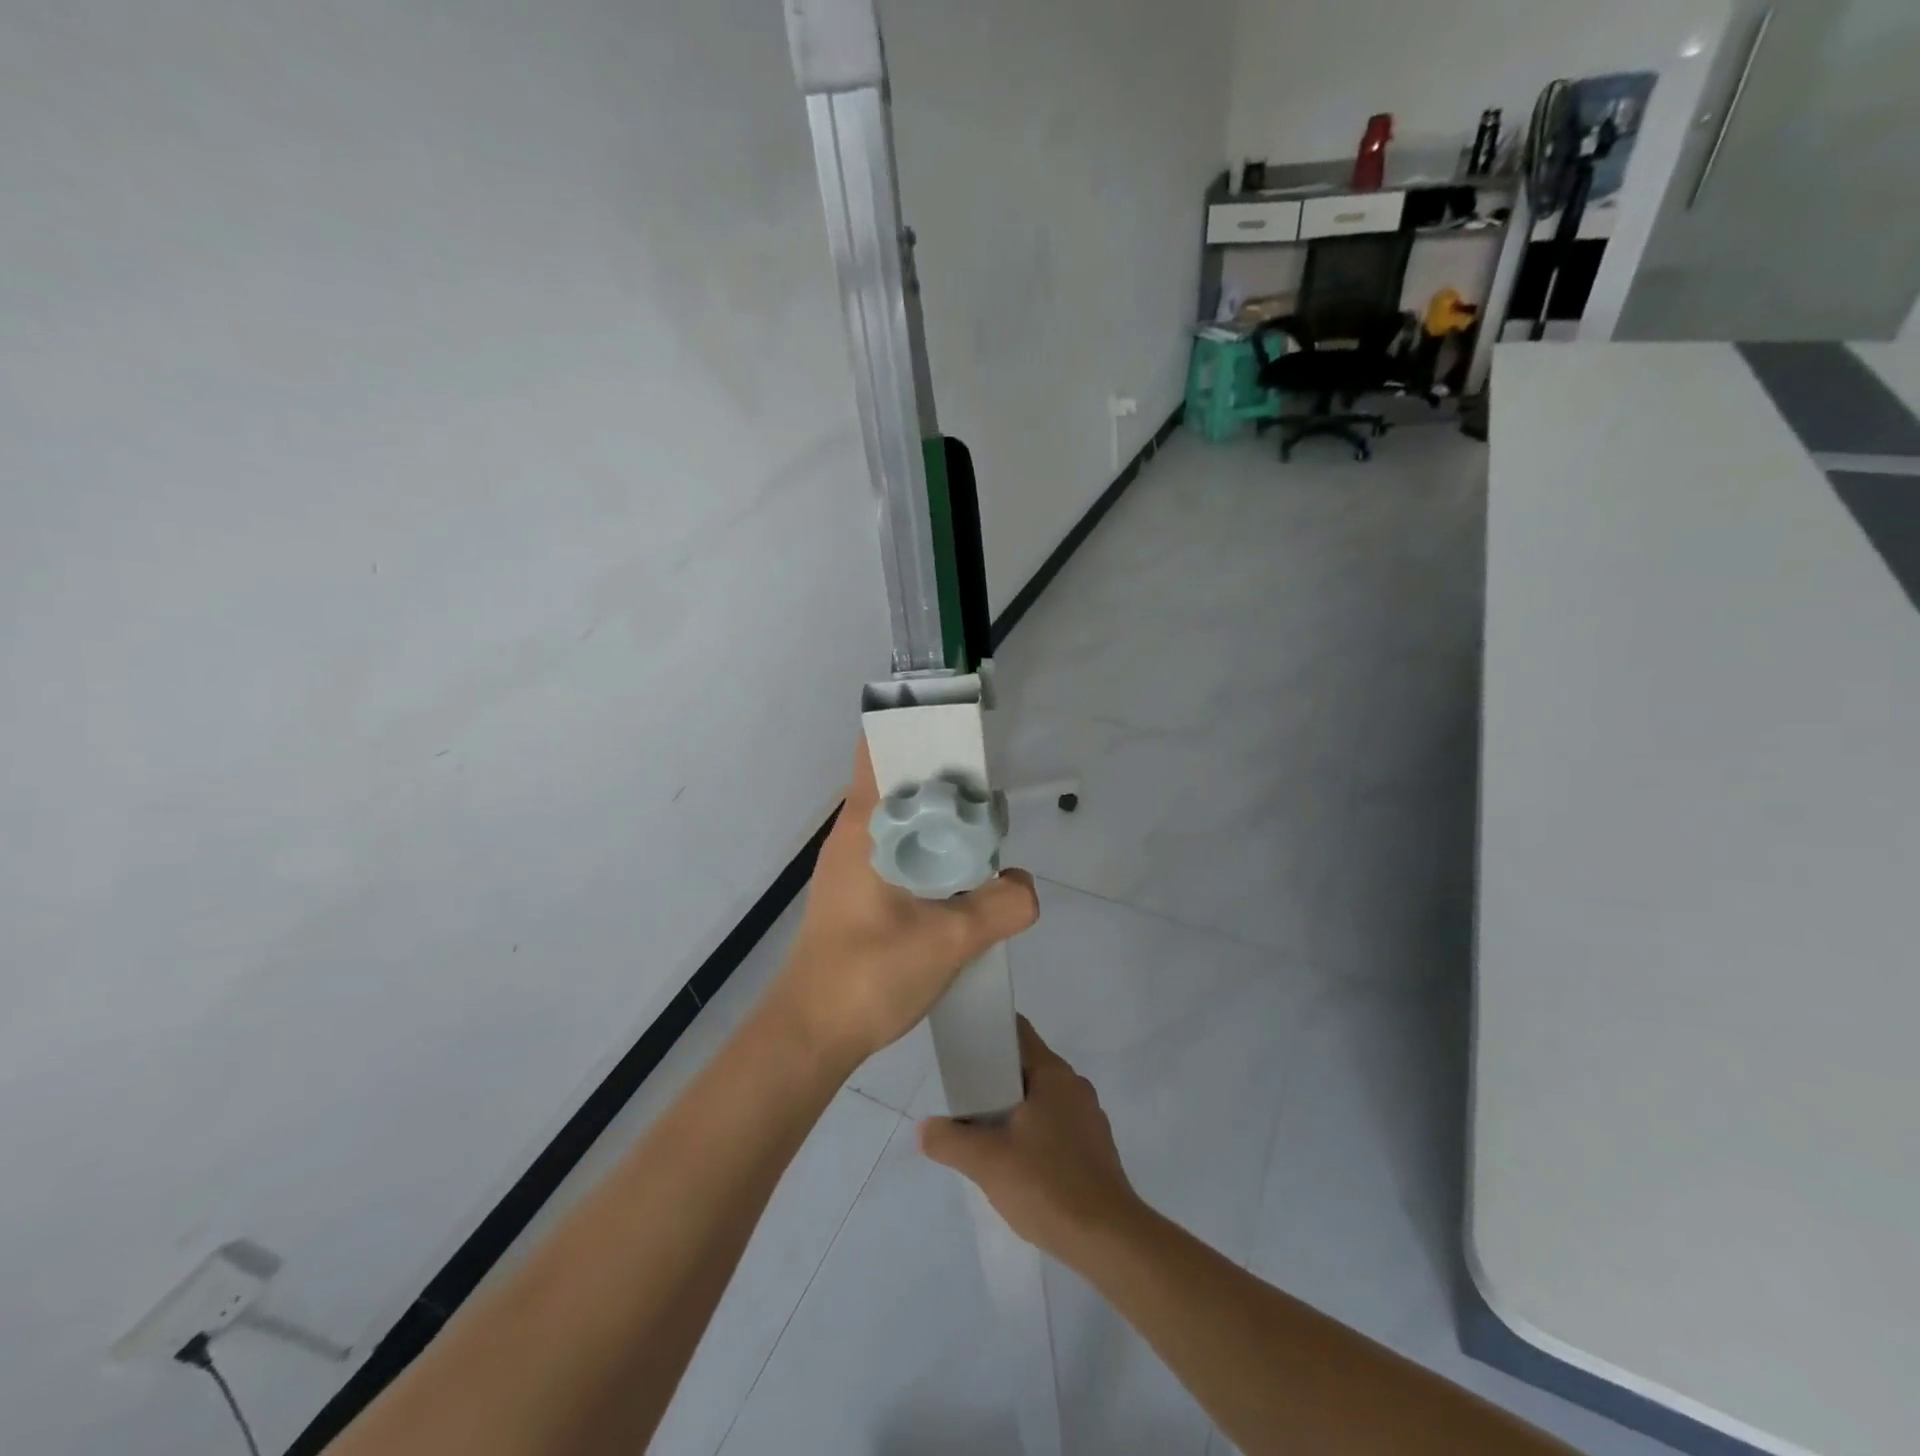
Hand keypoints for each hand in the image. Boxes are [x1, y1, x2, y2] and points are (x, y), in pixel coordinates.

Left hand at [771, 739, 1039, 1070]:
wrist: (811, 1036)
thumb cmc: (868, 976)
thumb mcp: (948, 940)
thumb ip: (1000, 905)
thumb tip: (1023, 885)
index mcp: (864, 825)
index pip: (880, 746)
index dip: (919, 725)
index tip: (962, 726)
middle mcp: (855, 833)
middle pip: (899, 778)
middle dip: (943, 773)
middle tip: (990, 785)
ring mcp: (854, 863)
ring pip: (903, 817)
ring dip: (940, 816)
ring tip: (984, 829)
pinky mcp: (860, 891)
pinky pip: (901, 849)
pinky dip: (931, 847)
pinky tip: (961, 874)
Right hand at [919, 1017, 1143, 1261]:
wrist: (1109, 1240)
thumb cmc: (1048, 1184)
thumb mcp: (987, 1162)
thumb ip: (950, 1140)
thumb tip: (925, 1129)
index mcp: (1053, 1074)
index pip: (1017, 1032)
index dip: (988, 1032)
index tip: (961, 1045)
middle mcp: (1074, 1086)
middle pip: (1027, 1066)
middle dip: (994, 1078)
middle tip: (962, 1096)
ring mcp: (1089, 1118)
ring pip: (1041, 1099)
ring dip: (1013, 1108)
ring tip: (983, 1132)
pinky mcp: (1095, 1149)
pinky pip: (1056, 1125)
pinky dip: (1033, 1132)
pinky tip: (1015, 1162)